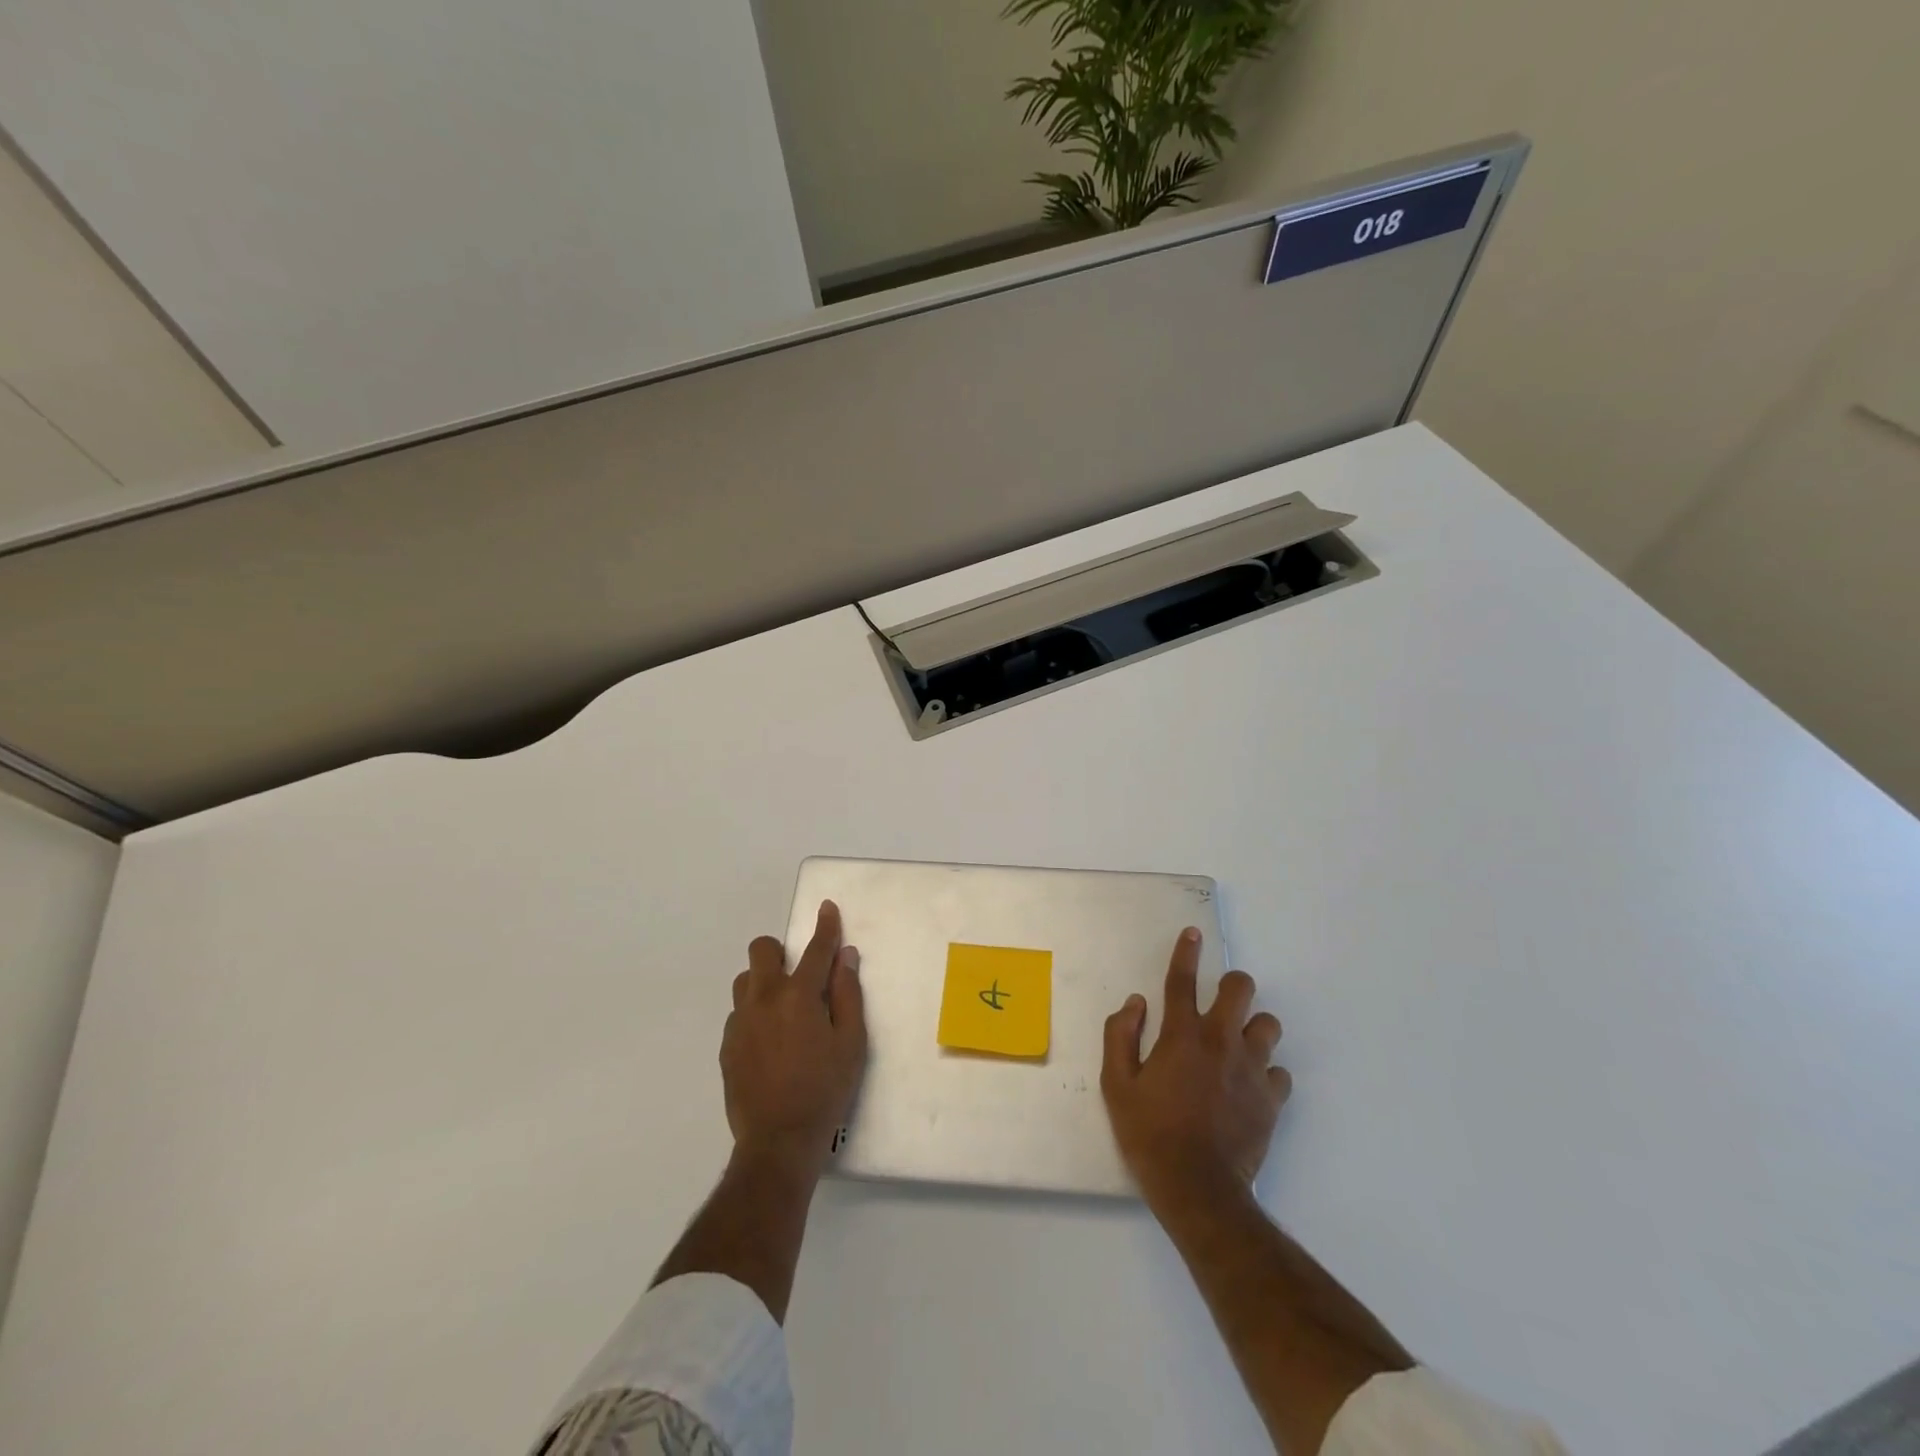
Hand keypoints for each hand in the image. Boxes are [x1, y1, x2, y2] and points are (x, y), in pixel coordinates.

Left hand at [722, 900, 867, 1177]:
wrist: (777, 1142)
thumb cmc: (825, 1090)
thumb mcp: (852, 1043)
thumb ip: (848, 994)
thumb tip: (845, 957)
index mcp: (799, 995)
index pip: (815, 949)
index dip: (825, 926)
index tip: (827, 908)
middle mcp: (764, 999)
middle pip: (761, 950)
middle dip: (780, 951)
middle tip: (798, 976)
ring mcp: (740, 1022)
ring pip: (745, 981)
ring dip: (764, 983)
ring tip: (783, 1012)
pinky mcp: (726, 1046)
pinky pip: (738, 1014)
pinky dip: (754, 1014)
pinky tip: (770, 1043)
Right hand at [1101, 926, 1289, 1206]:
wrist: (1198, 1189)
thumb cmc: (1149, 1134)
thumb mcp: (1116, 1085)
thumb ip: (1120, 1036)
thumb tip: (1136, 1003)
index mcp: (1181, 1035)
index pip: (1182, 980)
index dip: (1186, 952)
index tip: (1194, 933)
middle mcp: (1220, 1041)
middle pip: (1241, 989)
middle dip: (1233, 985)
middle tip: (1220, 1003)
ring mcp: (1252, 1069)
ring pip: (1269, 1024)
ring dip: (1253, 1028)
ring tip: (1237, 1046)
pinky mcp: (1272, 1099)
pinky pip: (1279, 1071)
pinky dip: (1265, 1072)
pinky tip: (1249, 1086)